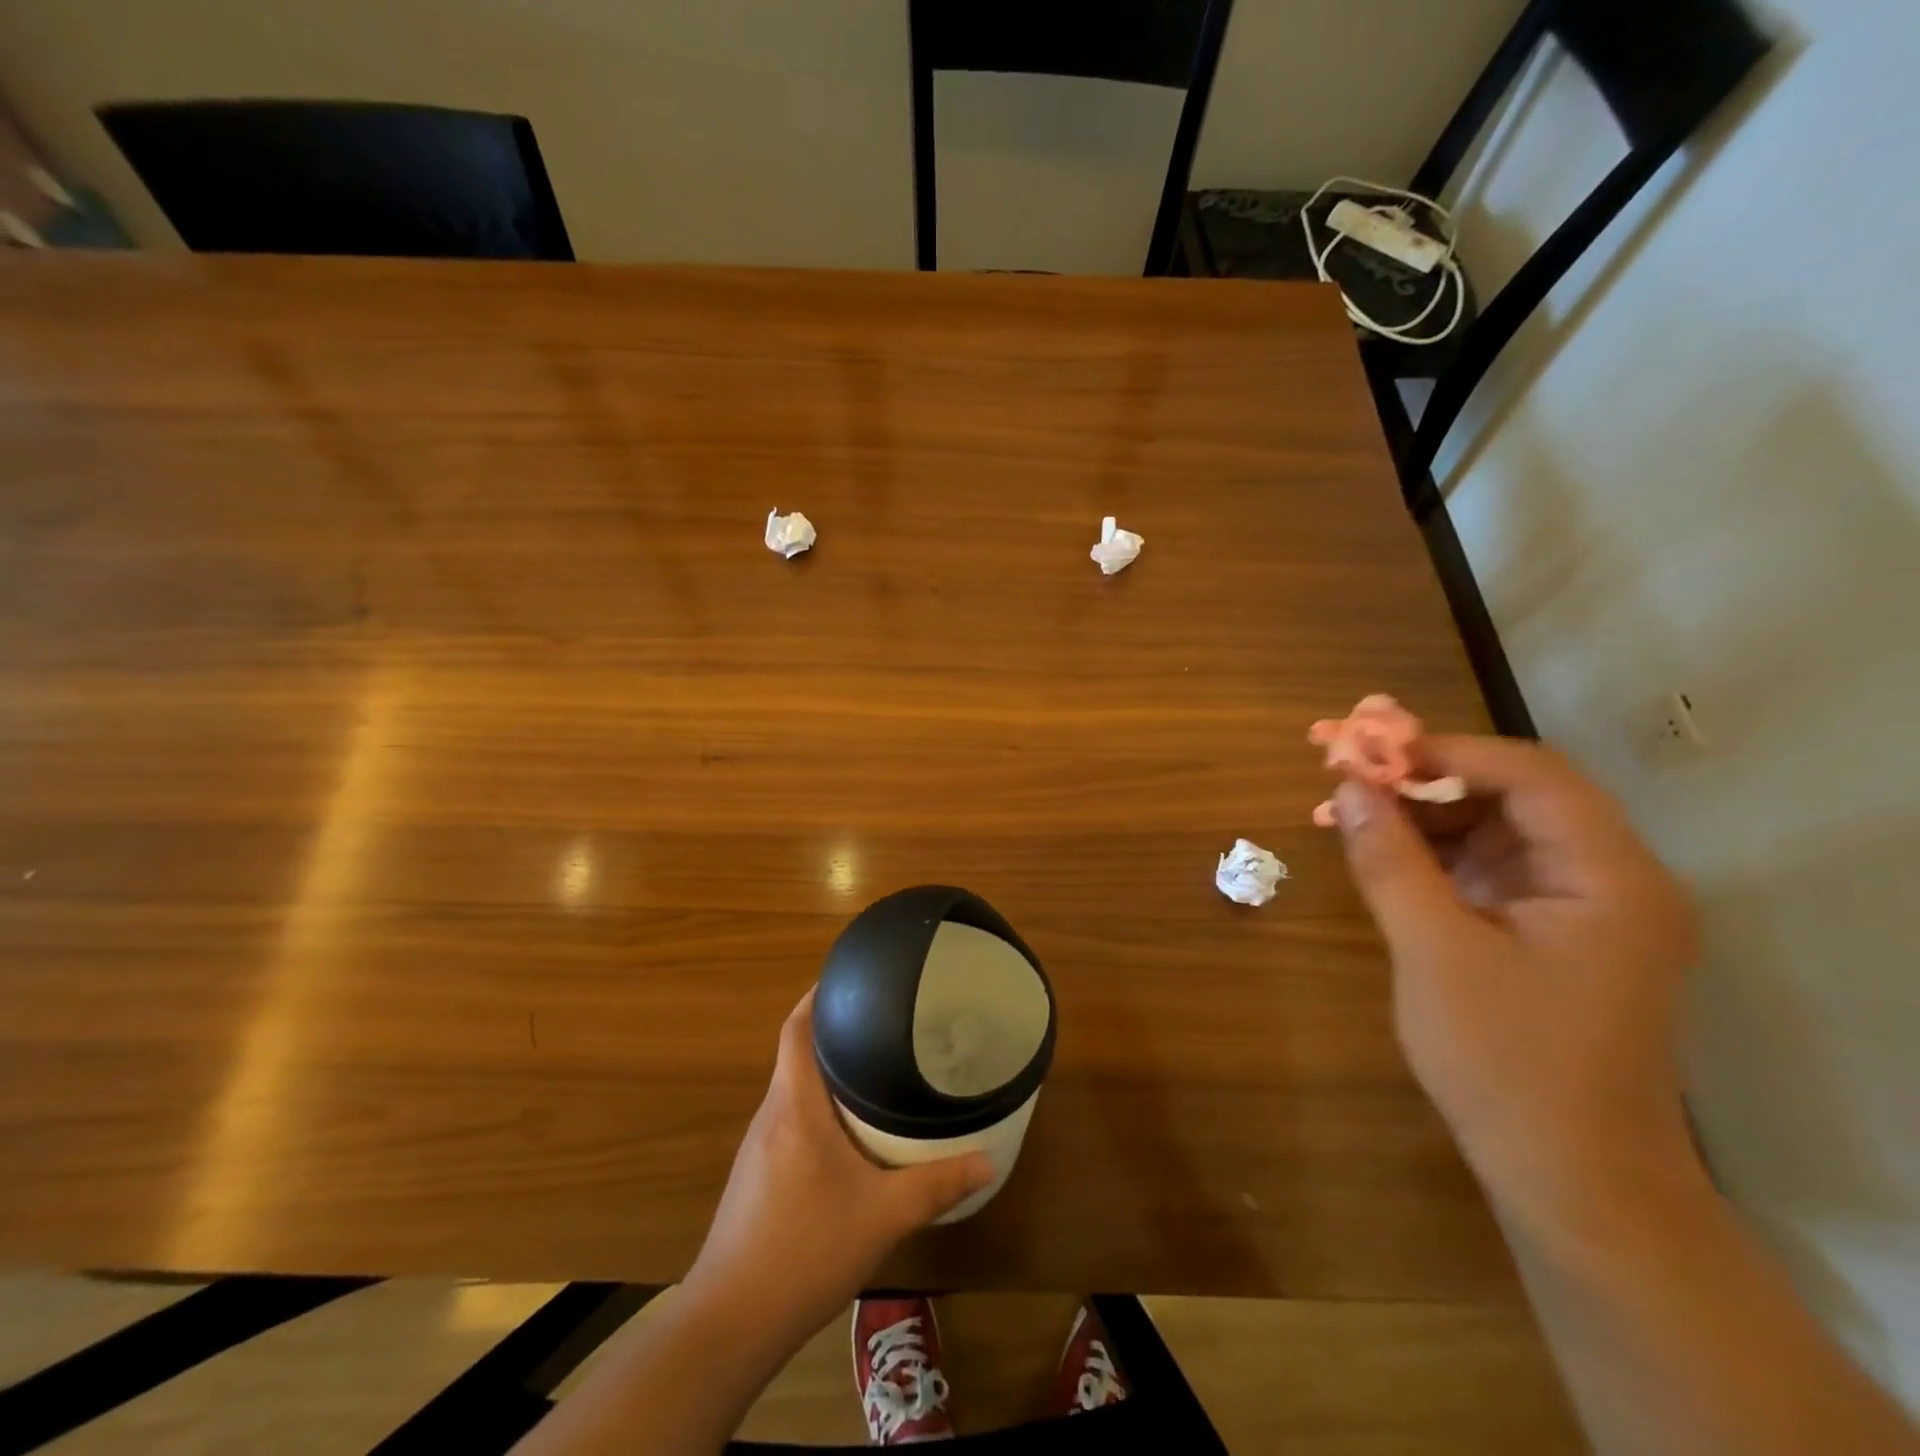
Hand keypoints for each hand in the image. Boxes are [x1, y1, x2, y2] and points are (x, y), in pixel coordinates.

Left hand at [684, 990, 993, 1342]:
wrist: (730, 1322)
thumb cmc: (805, 1250)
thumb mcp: (883, 1216)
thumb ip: (937, 1185)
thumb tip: (988, 1160)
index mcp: (795, 1106)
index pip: (796, 1028)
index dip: (817, 996)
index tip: (849, 978)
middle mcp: (771, 1115)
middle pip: (795, 1053)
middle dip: (832, 1032)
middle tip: (881, 1022)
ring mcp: (757, 1147)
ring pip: (792, 1090)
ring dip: (824, 1073)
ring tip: (871, 1069)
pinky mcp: (754, 1176)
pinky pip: (788, 1120)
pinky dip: (815, 1108)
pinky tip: (845, 1134)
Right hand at [1330, 736, 1700, 1228]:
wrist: (1571, 1180)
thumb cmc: (1507, 1062)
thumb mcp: (1433, 950)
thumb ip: (1389, 860)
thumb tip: (1348, 787)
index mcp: (1610, 876)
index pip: (1531, 774)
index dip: (1445, 750)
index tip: (1367, 750)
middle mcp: (1611, 880)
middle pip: (1514, 796)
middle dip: (1425, 780)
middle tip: (1346, 776)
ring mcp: (1584, 909)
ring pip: (1497, 831)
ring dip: (1423, 817)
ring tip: (1347, 813)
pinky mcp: (1553, 935)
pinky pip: (1490, 871)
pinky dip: (1435, 857)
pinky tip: (1379, 855)